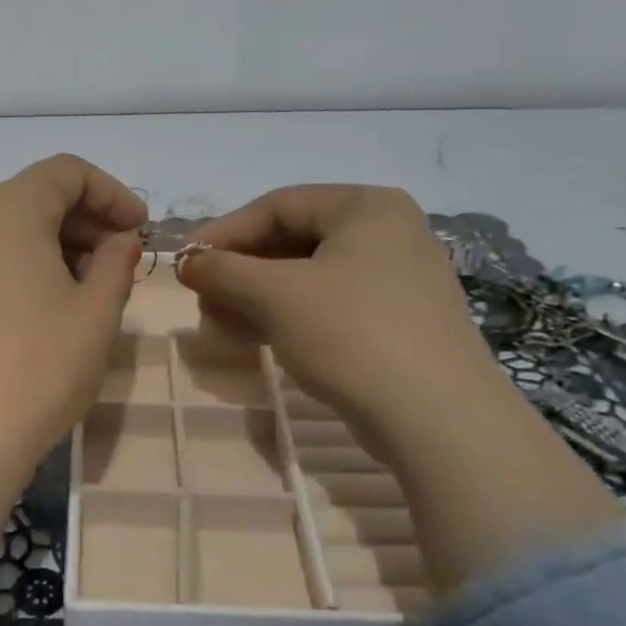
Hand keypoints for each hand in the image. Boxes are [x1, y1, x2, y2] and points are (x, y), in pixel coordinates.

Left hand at [0, 154, 146, 474]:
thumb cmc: (40, 366)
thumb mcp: (97, 311)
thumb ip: (116, 261)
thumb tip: (119, 240)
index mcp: (8, 209)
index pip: (66, 172)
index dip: (112, 193)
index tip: (141, 229)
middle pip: (37, 195)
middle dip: (88, 219)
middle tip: (125, 258)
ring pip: (15, 227)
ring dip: (61, 242)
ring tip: (96, 285)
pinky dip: (30, 262)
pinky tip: (54, 302)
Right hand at [177, 184, 621, 592]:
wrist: (438, 420)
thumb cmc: (352, 334)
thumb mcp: (275, 295)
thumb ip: (223, 270)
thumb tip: (186, 262)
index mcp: (367, 207)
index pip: (278, 205)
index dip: (224, 233)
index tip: (186, 264)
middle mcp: (389, 233)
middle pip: (293, 239)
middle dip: (240, 270)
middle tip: (203, 299)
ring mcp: (398, 279)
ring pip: (308, 276)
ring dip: (257, 296)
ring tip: (221, 324)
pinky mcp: (399, 322)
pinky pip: (330, 305)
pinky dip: (288, 316)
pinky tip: (258, 338)